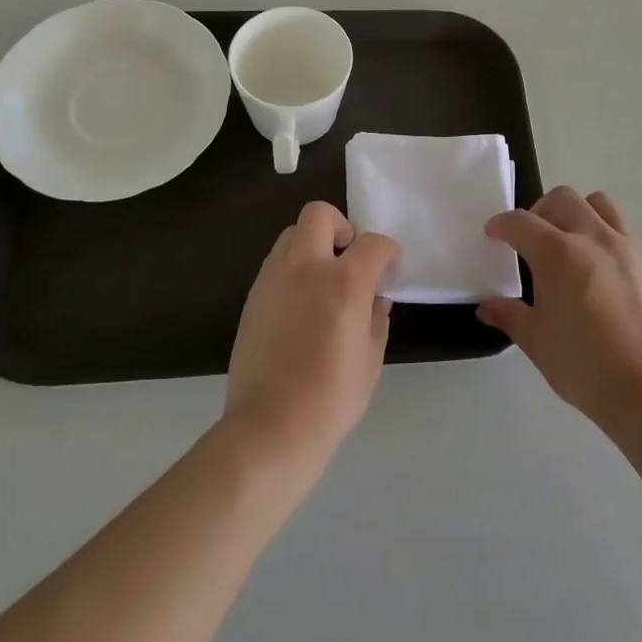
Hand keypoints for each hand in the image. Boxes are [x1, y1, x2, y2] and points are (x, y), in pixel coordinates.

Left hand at [224, 202, 398, 469]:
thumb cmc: (331, 398)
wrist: (270, 427)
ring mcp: (273, 278)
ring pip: (292, 235)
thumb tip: (375, 298)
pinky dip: (294, 270)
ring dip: (313, 246)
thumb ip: (376, 317)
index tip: (390, 270)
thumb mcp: (371, 358)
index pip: (373, 243)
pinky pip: (276, 264)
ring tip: (323, 283)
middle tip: (349, 260)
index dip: (388, 252)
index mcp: (344, 281)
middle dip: (341, 228)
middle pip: (319, 214)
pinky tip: (301, 306)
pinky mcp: (252, 296)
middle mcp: (305, 267)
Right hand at [478, 187, 641, 428]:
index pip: (521, 222)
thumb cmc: (584, 365)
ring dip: (578, 214)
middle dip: (540, 211)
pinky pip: (626, 235)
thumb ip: (510, 316)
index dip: (501, 225)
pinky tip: (605, 276)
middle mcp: (594, 238)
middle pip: (563, 199)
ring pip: (600, 205)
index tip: (493, 235)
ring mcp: (629, 248)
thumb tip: (487, 308)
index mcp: (558, 253)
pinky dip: (607, 241)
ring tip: (572, 244)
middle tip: (532, 239)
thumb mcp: (537, 342)